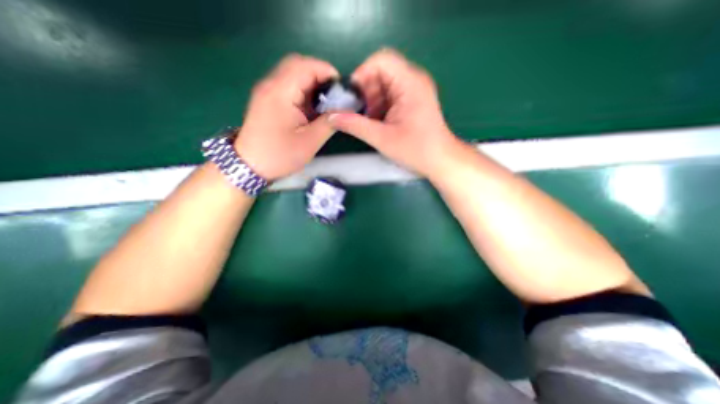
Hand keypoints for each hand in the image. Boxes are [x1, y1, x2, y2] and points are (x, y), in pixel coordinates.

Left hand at [233, 54, 340, 178]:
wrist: (249, 165)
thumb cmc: (279, 155)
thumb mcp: (309, 142)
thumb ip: (328, 123)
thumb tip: (344, 111)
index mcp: (281, 93)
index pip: (306, 66)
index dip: (327, 71)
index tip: (342, 89)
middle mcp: (271, 85)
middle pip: (298, 64)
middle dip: (320, 75)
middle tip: (334, 95)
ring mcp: (267, 91)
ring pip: (292, 73)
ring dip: (312, 83)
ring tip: (325, 103)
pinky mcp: (267, 99)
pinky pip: (287, 85)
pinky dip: (303, 91)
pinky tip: (311, 108)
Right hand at [329, 49, 457, 177]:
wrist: (440, 161)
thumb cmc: (416, 150)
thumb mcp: (382, 138)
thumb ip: (355, 125)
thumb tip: (331, 117)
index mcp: (410, 83)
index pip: (380, 60)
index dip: (362, 74)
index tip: (352, 97)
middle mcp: (413, 80)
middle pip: (381, 72)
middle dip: (365, 91)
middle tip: (357, 112)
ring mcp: (414, 90)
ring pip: (384, 84)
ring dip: (371, 100)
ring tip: (367, 120)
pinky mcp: (413, 101)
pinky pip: (390, 95)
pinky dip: (380, 106)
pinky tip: (377, 122)